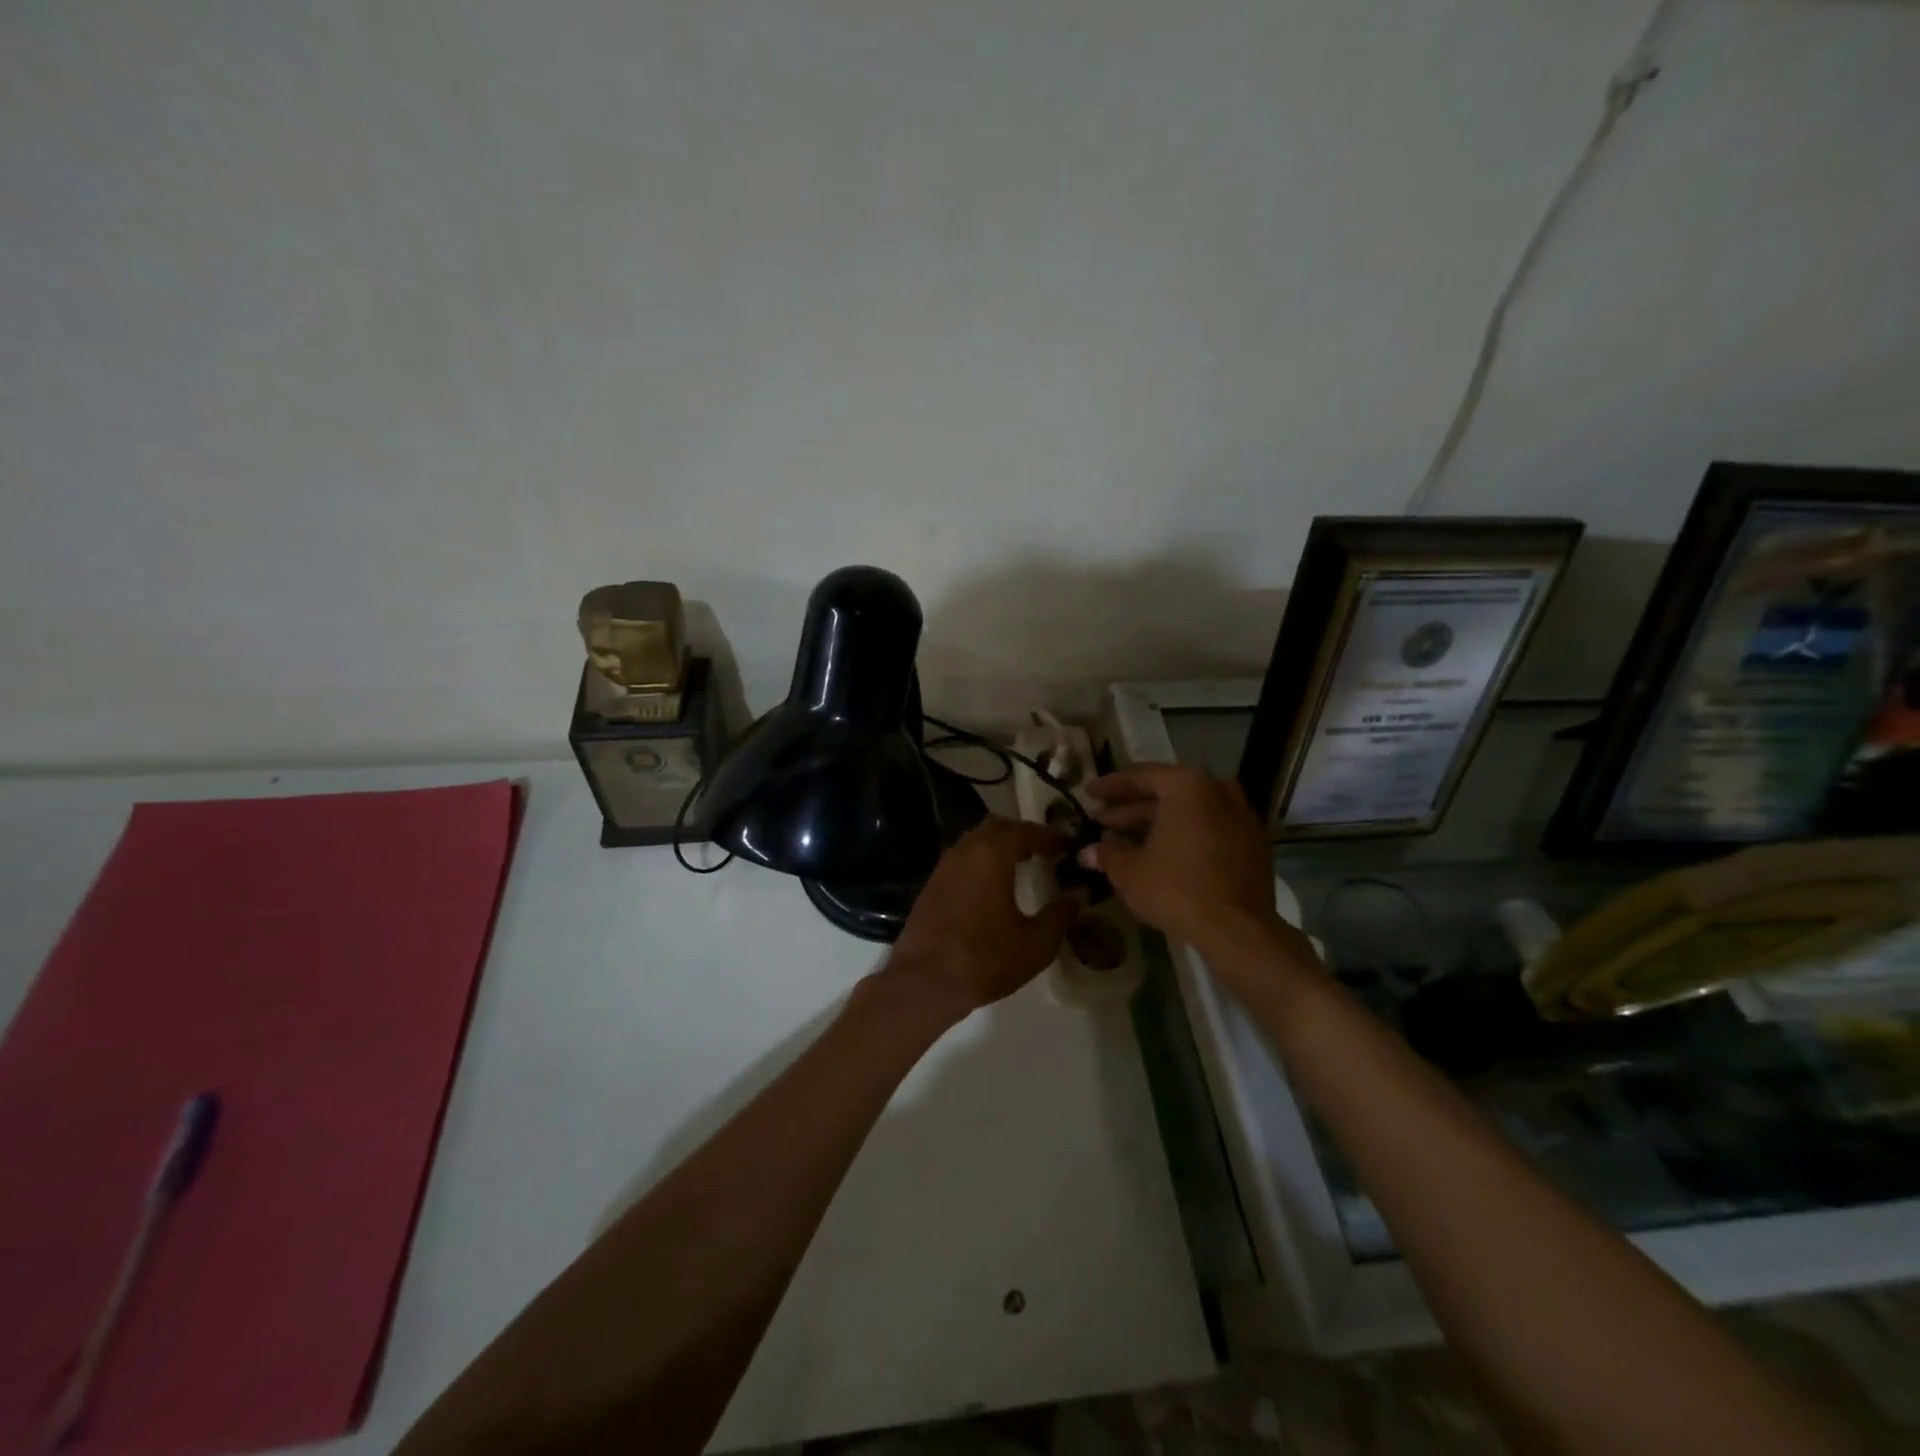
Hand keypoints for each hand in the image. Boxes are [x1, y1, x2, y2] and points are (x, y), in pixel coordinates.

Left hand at [883, 817, 1077, 1020]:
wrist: (924, 982)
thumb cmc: (986, 959)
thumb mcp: (1036, 942)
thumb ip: (1060, 913)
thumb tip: (1079, 893)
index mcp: (992, 855)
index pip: (1025, 830)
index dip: (1049, 835)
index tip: (1068, 845)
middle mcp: (965, 851)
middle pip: (996, 826)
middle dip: (1021, 834)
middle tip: (1043, 851)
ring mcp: (943, 867)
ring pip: (974, 841)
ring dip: (998, 846)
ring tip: (1019, 866)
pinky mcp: (931, 885)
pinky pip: (960, 860)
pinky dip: (979, 862)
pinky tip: (991, 886)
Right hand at [1081, 764, 1304, 960]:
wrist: (1237, 929)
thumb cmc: (1176, 888)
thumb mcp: (1129, 871)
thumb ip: (1106, 853)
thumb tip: (1087, 852)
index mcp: (1187, 785)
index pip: (1141, 776)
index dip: (1110, 786)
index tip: (1088, 792)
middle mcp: (1218, 790)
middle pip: (1167, 793)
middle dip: (1132, 808)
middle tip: (1101, 820)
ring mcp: (1241, 816)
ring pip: (1190, 811)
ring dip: (1158, 823)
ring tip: (1126, 839)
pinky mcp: (1253, 844)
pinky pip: (1210, 828)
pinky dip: (1185, 835)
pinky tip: (1163, 855)